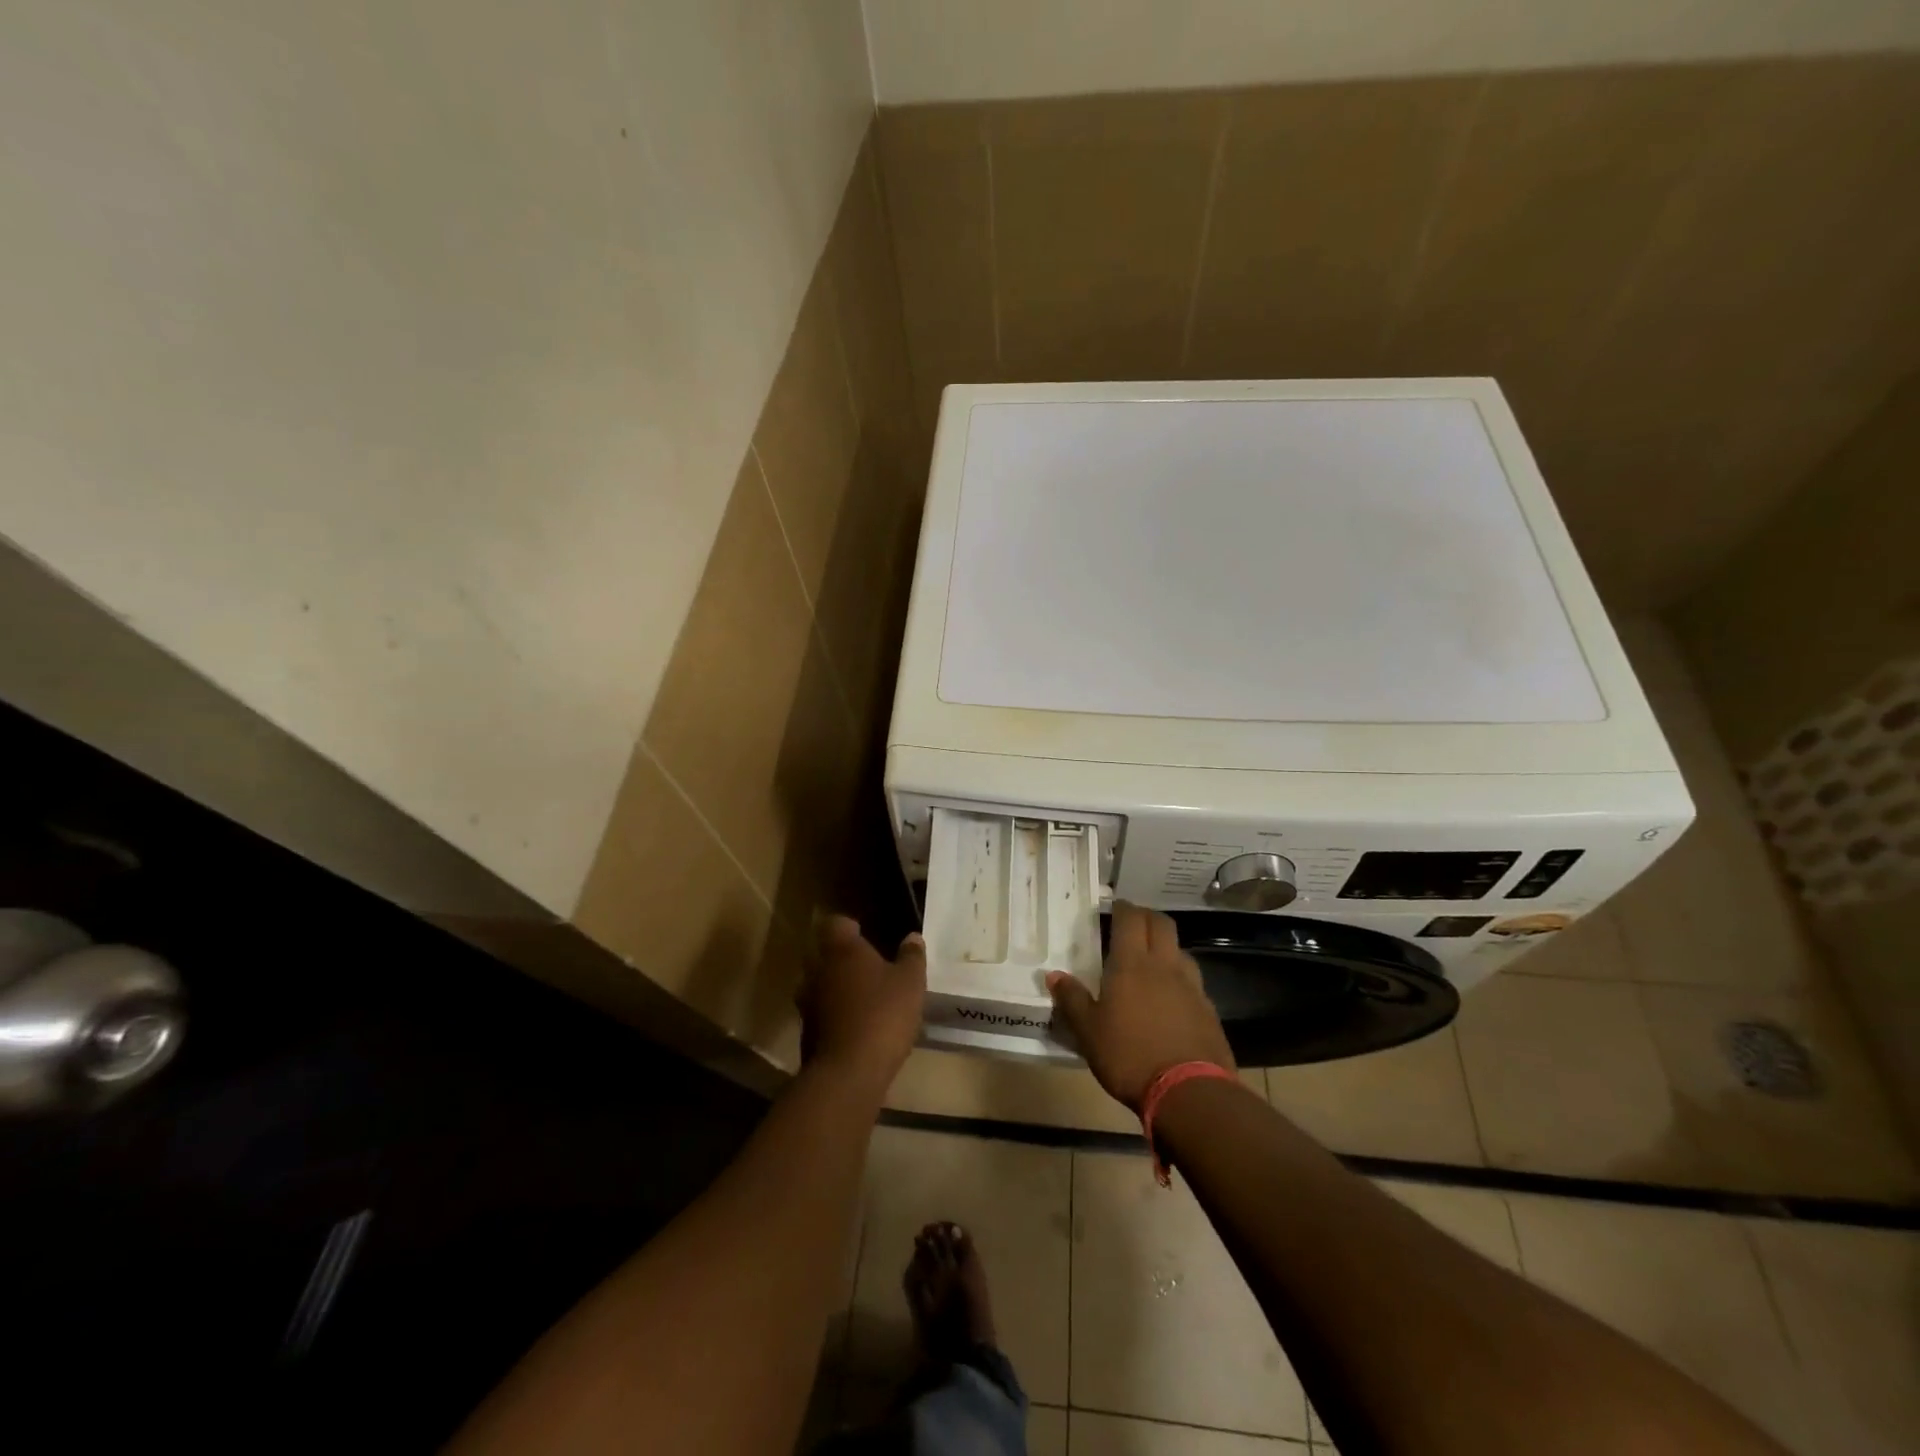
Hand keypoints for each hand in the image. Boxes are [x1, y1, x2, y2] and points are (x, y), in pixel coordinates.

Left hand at [800, 915, 926, 1093]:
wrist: (848, 1073)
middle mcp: (817, 970)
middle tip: (867, 968)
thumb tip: (912, 937)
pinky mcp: (806, 1033)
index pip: (836, 923)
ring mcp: (807, 1003)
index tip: (865, 934)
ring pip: (819, 985)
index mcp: (841, 950)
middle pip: (824, 954)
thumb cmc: (883, 1015)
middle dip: (842, 959)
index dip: (850, 927)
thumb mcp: (910, 983)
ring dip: (836, 988)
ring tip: (862, 999)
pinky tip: (855, 1027)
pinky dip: (834, 1016)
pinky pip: (820, 1014)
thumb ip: (911, 957)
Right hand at [1046, 902, 1233, 1110]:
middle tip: (1132, 924)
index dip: (1123, 908)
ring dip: (1166, 947)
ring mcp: (1191, 987)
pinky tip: (1171, 999)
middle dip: (1147, 918)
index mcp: (1132, 964)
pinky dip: (1180, 980)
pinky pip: (1193, 982)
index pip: (1130, 919)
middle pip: (1162, 924)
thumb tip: (1054, 975)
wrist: (1189, 1092)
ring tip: (1152, 961)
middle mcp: (1164, 966)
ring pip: (1181, 951)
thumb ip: (1071, 1000)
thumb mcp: (1088, 1032)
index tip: (1115, 906)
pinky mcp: (1209, 1010)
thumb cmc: (1129, 1056)